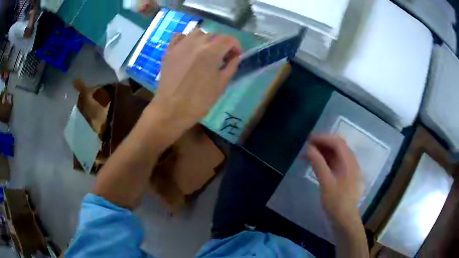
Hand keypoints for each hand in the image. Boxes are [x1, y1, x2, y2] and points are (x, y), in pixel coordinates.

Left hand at [148, 30, 240, 137]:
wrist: (171, 110)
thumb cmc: (199, 101)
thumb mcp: (221, 85)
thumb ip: (231, 66)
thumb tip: (234, 56)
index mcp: (211, 52)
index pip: (229, 39)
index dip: (236, 46)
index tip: (234, 56)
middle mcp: (196, 43)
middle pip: (214, 36)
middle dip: (221, 45)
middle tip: (220, 59)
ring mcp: (180, 45)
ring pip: (197, 33)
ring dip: (205, 40)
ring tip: (204, 53)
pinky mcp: (169, 51)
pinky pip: (179, 36)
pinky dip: (186, 39)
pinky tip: (188, 48)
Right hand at [305, 136, 362, 228]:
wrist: (344, 219)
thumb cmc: (336, 202)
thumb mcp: (326, 182)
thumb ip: (318, 164)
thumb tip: (309, 148)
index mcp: (349, 162)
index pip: (338, 143)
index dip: (323, 138)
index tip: (309, 140)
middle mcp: (351, 162)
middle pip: (337, 147)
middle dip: (322, 144)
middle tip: (307, 146)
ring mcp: (348, 169)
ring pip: (335, 155)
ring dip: (322, 153)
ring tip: (307, 156)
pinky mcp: (344, 176)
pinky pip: (334, 163)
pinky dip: (324, 161)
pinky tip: (314, 165)